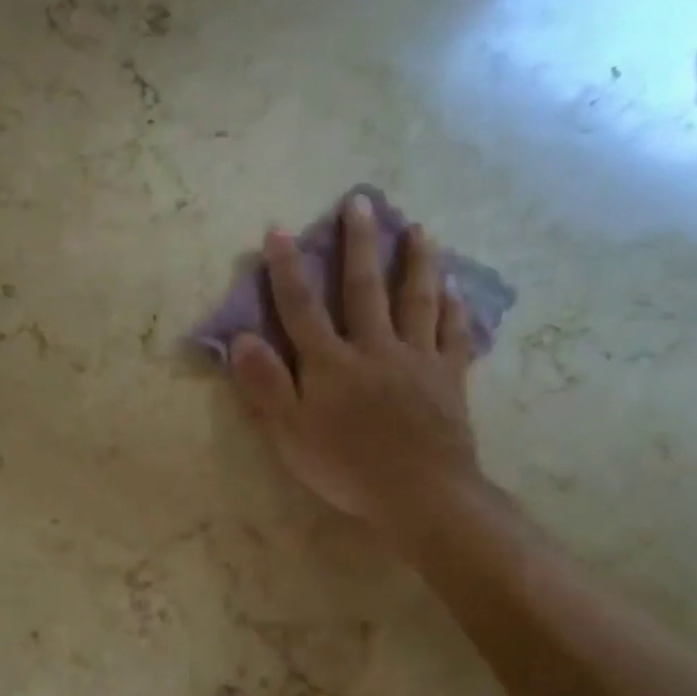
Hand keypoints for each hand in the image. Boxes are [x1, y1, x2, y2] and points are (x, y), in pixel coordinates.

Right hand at [230, 194, 484, 552]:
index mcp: (330, 363)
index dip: (287, 269)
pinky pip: (452, 335)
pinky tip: (454, 290)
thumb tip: (242, 338)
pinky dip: (453, 309)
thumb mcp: (290, 434)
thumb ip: (266, 385)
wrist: (420, 493)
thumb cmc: (345, 468)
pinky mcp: (448, 378)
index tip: (279, 230)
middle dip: (358, 244)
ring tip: (417, 228)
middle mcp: (373, 349)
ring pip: (415, 300)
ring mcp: (416, 360)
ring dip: (414, 261)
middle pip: (363, 289)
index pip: (302, 307)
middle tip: (359, 202)